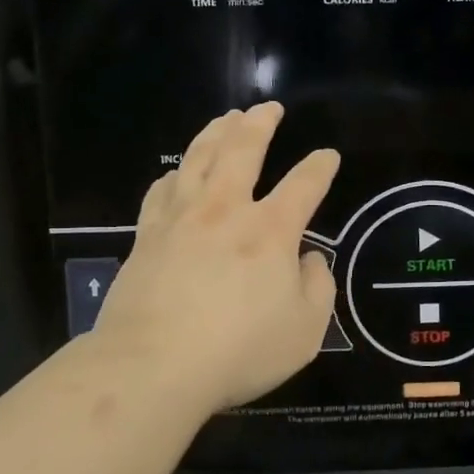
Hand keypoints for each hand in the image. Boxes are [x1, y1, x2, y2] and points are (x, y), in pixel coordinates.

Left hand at [93, 102, 340, 414]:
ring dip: (215, 132)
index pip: (304, 185)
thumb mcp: (305, 331)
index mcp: (270, 231)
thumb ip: (318, 288)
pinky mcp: (146, 236)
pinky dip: (174, 174)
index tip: (328, 155)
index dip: (320, 166)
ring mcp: (180, 219)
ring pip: (197, 158)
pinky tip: (176, 172)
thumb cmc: (239, 351)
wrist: (153, 366)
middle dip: (260, 123)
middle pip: (242, 150)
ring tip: (226, 117)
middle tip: (268, 107)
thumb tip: (309, 259)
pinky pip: (160, 191)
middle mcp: (225, 210)